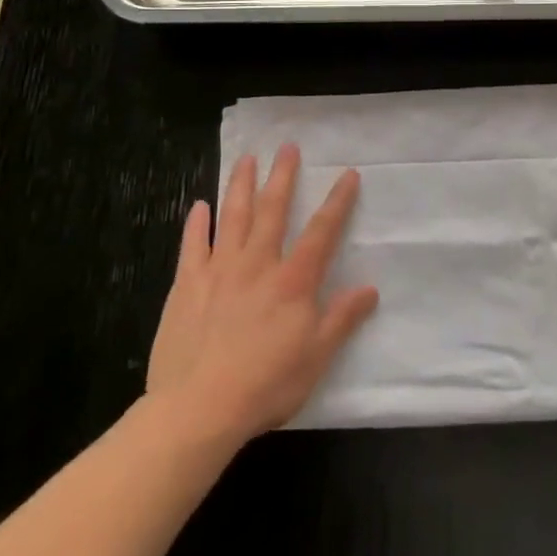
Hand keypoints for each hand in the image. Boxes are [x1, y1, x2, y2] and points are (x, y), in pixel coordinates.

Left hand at [144, 145, 377, 444]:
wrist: (197, 408)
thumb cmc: (265, 385)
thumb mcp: (316, 357)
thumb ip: (342, 318)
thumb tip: (370, 288)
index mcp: (293, 281)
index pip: (321, 232)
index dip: (337, 201)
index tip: (348, 174)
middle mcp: (257, 265)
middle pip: (272, 211)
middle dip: (282, 177)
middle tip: (287, 147)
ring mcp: (218, 271)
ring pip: (232, 217)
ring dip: (241, 185)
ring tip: (247, 159)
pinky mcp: (186, 286)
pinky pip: (192, 246)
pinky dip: (197, 224)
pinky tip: (199, 206)